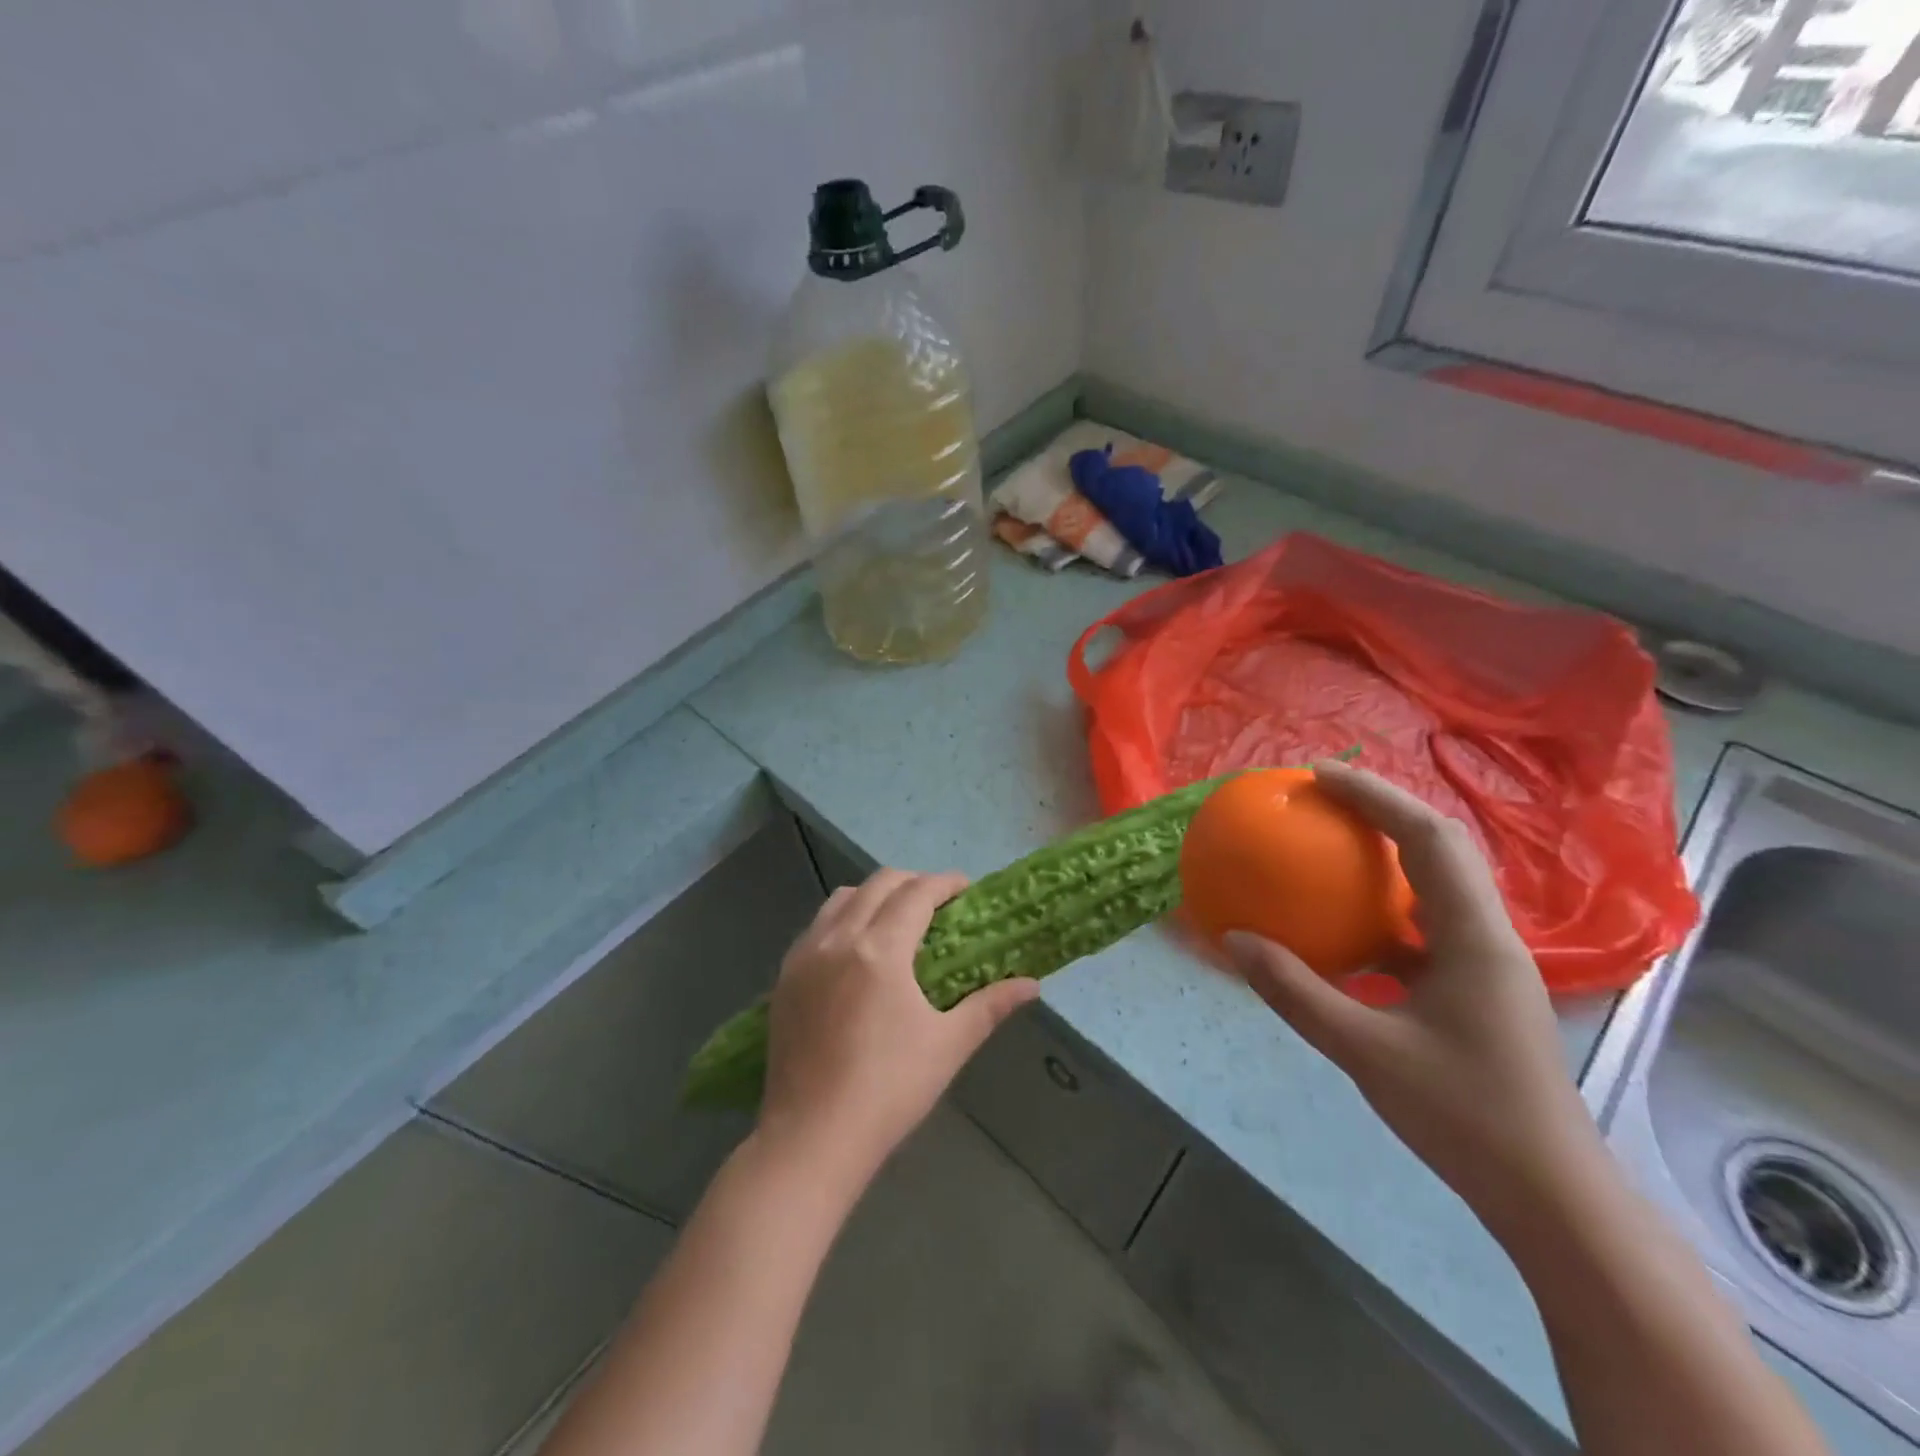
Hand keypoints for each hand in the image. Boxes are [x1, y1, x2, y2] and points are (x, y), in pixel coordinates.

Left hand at [758, 869, 1039, 1186]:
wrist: (811, 1137)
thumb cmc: (889, 1090)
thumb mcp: (948, 1045)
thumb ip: (990, 1005)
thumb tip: (1032, 985)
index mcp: (881, 950)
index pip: (916, 893)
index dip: (944, 883)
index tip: (966, 888)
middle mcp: (839, 938)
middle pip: (878, 884)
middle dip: (912, 882)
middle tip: (937, 904)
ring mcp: (805, 955)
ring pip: (841, 899)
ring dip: (873, 896)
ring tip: (895, 921)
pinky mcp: (784, 977)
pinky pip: (816, 926)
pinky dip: (842, 919)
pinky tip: (855, 950)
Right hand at [1226, 762, 1604, 1232]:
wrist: (1550, 1196)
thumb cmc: (1466, 1116)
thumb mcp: (1365, 1052)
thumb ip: (1297, 992)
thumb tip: (1235, 941)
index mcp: (1474, 936)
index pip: (1428, 838)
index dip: (1374, 796)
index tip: (1318, 775)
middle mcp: (1486, 935)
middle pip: (1439, 846)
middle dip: (1382, 809)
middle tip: (1320, 795)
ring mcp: (1484, 962)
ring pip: (1436, 884)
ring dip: (1387, 852)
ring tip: (1330, 842)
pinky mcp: (1474, 988)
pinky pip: (1423, 925)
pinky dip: (1381, 908)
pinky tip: (1343, 925)